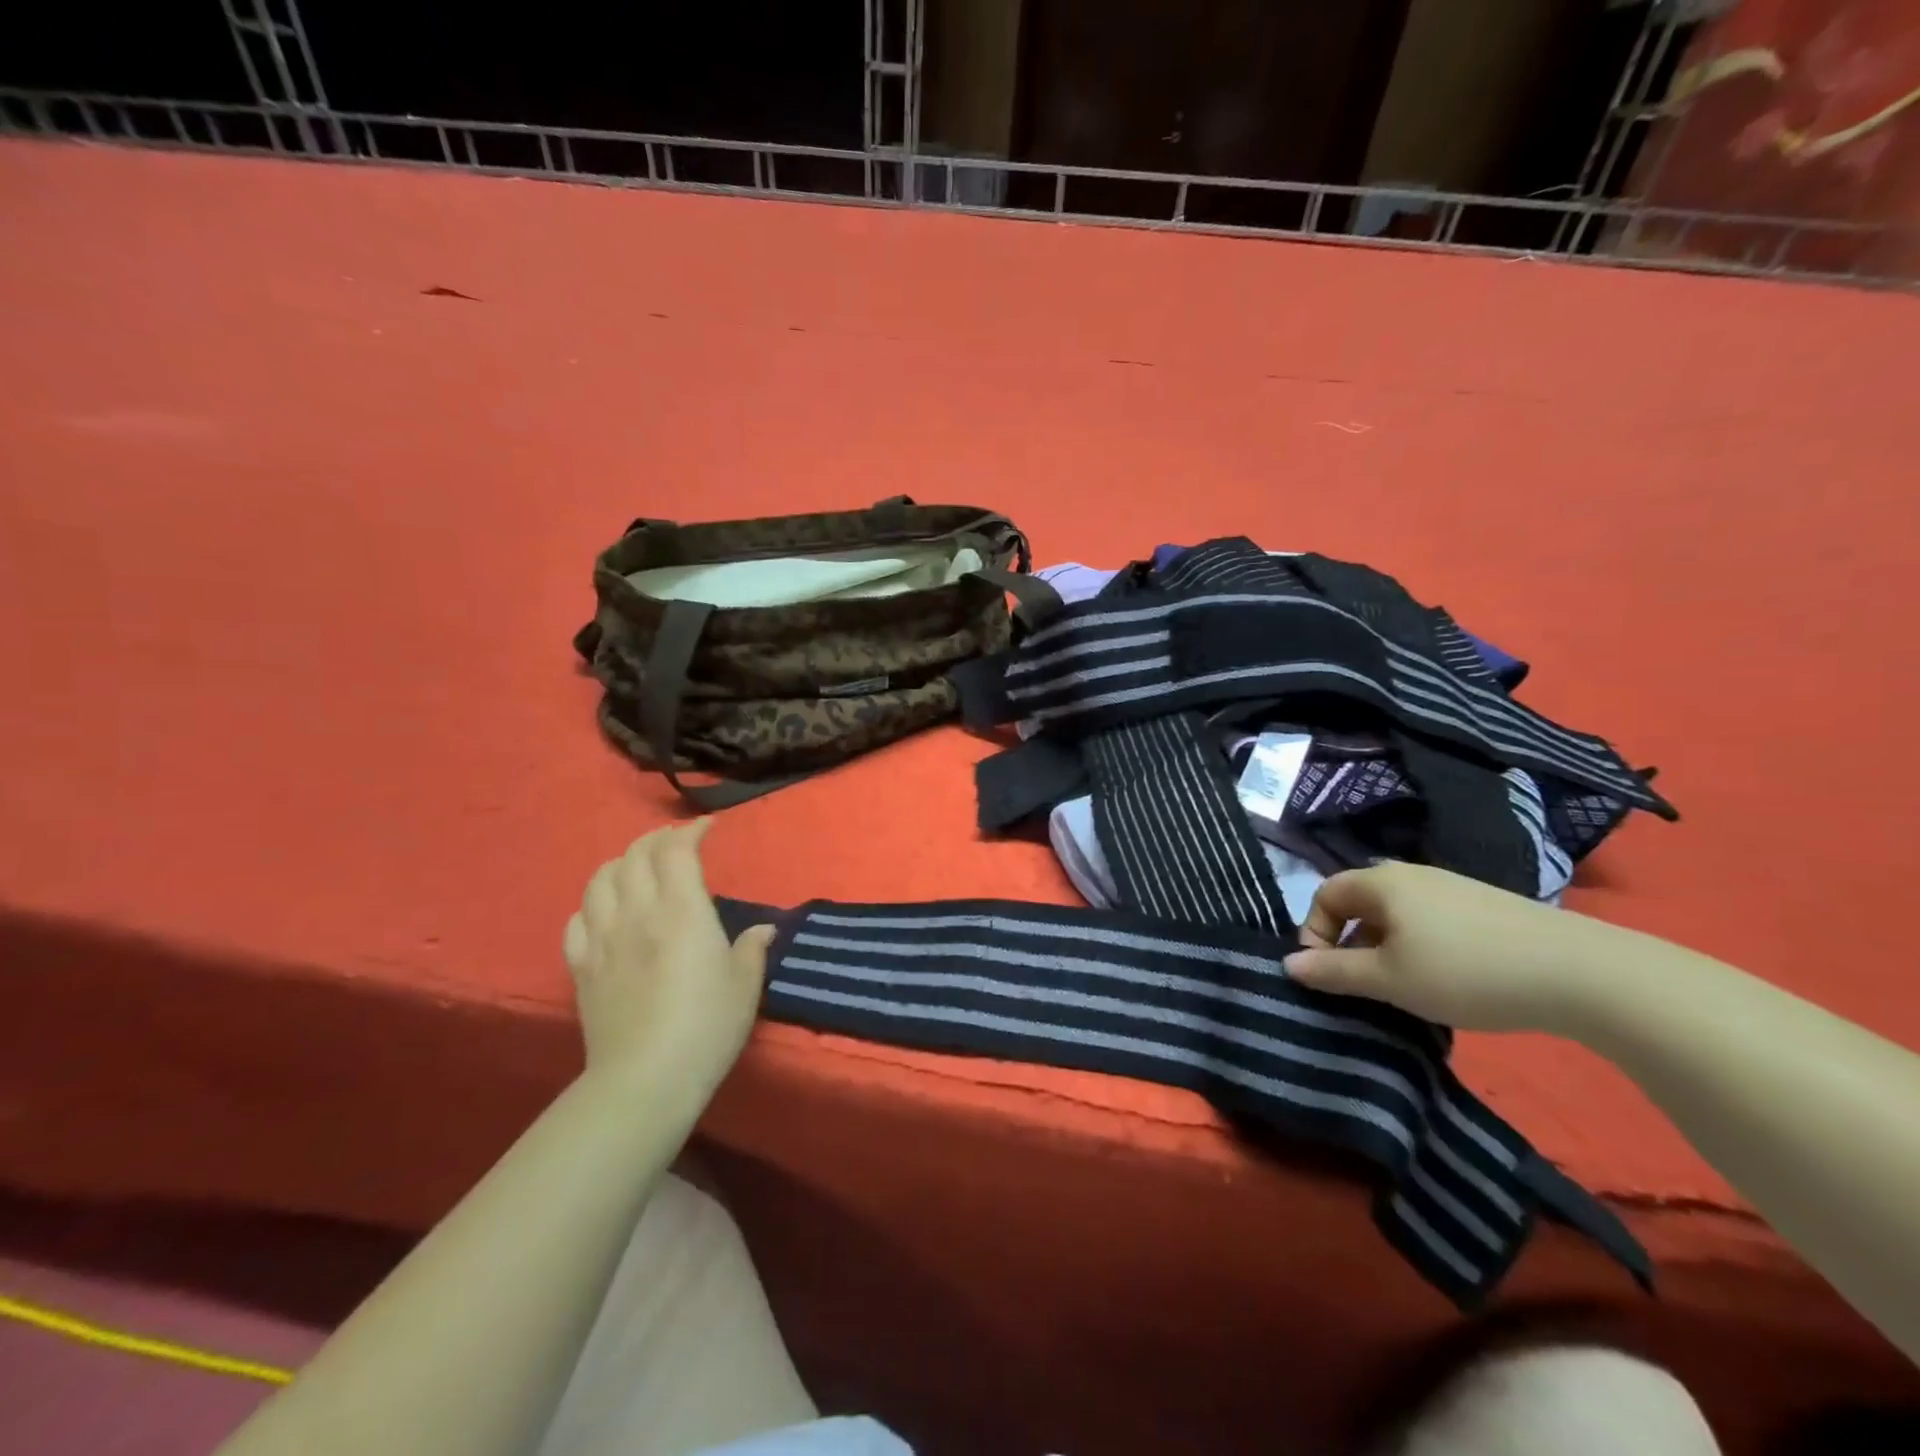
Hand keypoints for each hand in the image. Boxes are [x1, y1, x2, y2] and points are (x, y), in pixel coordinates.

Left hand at [563, 821, 775, 1098]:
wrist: (644, 1080)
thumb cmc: (706, 1028)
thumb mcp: (745, 986)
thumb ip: (753, 949)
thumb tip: (764, 929)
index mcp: (682, 911)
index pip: (677, 851)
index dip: (691, 831)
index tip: (708, 828)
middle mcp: (638, 914)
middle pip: (635, 856)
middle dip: (656, 840)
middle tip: (677, 844)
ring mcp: (603, 940)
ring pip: (600, 880)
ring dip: (621, 864)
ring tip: (638, 869)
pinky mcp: (581, 968)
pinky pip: (577, 920)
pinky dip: (592, 904)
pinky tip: (605, 912)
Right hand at [1283, 862, 1627, 1033]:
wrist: (1581, 972)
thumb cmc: (1464, 971)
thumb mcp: (1390, 979)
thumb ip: (1334, 971)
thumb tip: (1289, 964)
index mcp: (1381, 882)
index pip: (1324, 894)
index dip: (1313, 931)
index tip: (1328, 973)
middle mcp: (1411, 874)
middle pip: (1360, 903)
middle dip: (1351, 944)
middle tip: (1365, 985)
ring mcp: (1452, 887)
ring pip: (1397, 915)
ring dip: (1386, 949)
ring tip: (1407, 988)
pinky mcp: (1484, 905)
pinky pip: (1430, 921)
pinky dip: (1421, 947)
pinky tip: (1448, 980)